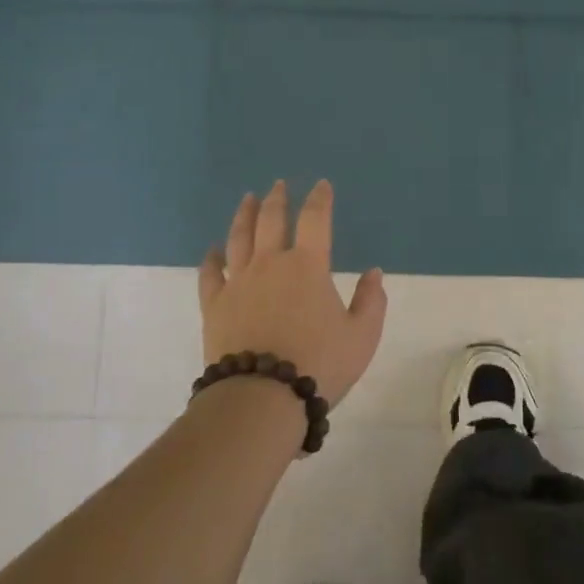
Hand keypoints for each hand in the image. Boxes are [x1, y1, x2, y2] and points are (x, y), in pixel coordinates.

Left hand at [197, 179, 387, 406]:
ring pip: (238, 238)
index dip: (319, 198)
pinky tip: (212, 250)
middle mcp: (270, 264)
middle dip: (277, 198)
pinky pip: (210, 273)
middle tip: (278, 185)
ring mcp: (238, 282)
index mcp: (307, 266)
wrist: (261, 399)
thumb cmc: (318, 365)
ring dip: (244, 215)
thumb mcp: (361, 337)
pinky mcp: (215, 305)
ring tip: (248, 199)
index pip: (315, 219)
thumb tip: (373, 273)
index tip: (321, 185)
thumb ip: (371, 301)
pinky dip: (211, 258)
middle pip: (271, 220)